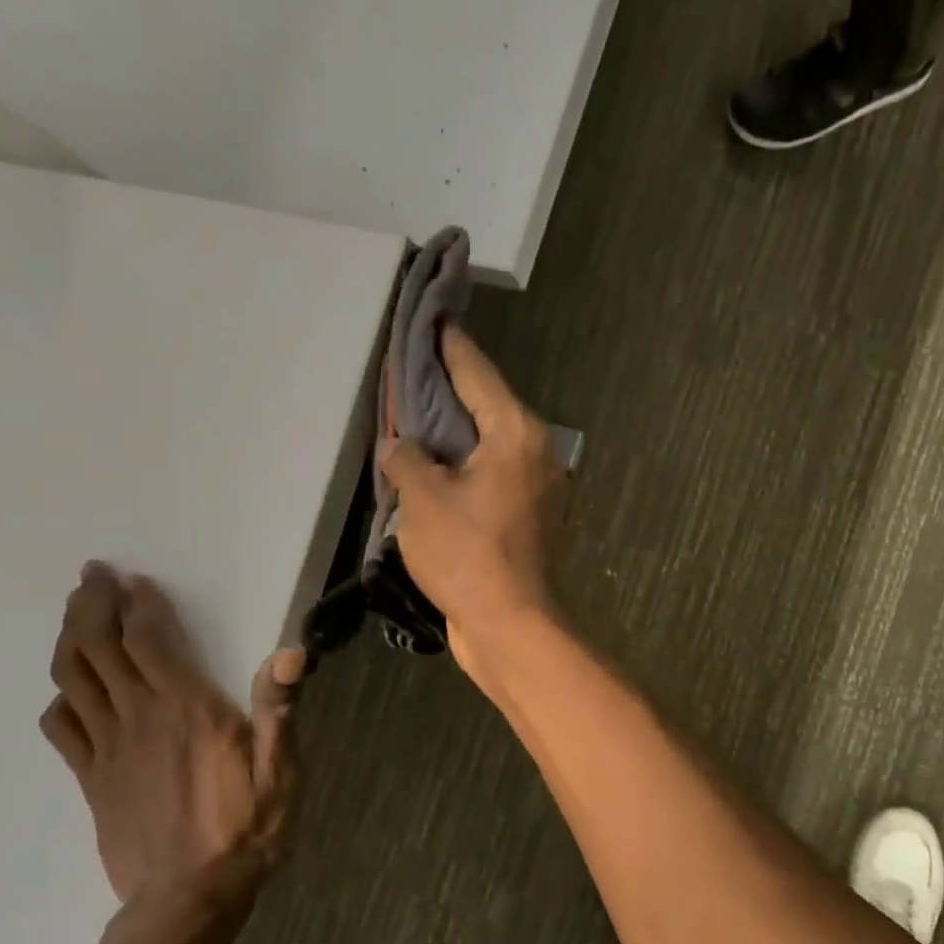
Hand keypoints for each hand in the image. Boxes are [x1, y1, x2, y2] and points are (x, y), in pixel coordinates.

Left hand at [40, 562, 304, 928]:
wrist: (188, 900)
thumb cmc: (245, 831)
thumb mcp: (279, 772)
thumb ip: (279, 710)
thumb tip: (291, 652)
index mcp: (187, 709)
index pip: (149, 640)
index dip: (137, 604)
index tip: (132, 579)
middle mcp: (139, 717)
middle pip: (98, 647)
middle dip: (91, 606)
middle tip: (90, 577)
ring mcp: (107, 748)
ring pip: (73, 678)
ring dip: (70, 639)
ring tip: (74, 614)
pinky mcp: (89, 779)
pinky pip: (62, 727)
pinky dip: (60, 698)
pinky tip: (69, 691)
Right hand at [381, 326, 565, 675]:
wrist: (511, 626)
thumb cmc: (467, 556)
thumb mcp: (423, 499)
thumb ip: (407, 459)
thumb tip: (403, 447)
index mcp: (516, 433)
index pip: (476, 372)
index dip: (448, 344)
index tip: (433, 316)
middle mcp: (537, 452)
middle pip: (487, 407)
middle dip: (449, 390)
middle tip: (414, 370)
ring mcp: (540, 488)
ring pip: (491, 446)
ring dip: (457, 435)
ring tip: (418, 420)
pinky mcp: (533, 519)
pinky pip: (494, 477)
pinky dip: (467, 469)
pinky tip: (438, 471)